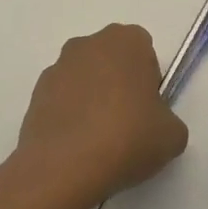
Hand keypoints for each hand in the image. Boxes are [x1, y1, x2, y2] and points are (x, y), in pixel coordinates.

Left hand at [17, 24, 188, 206]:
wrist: (64, 167)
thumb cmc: (128, 138)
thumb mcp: (172, 134)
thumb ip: (167, 119)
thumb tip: (153, 126)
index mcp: (126, 41)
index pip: (144, 50)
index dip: (148, 79)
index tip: (148, 108)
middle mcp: (88, 44)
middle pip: (111, 60)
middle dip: (118, 84)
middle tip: (126, 122)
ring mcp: (56, 68)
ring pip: (84, 78)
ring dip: (92, 99)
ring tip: (99, 140)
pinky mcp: (35, 95)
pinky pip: (61, 100)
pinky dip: (70, 116)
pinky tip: (77, 146)